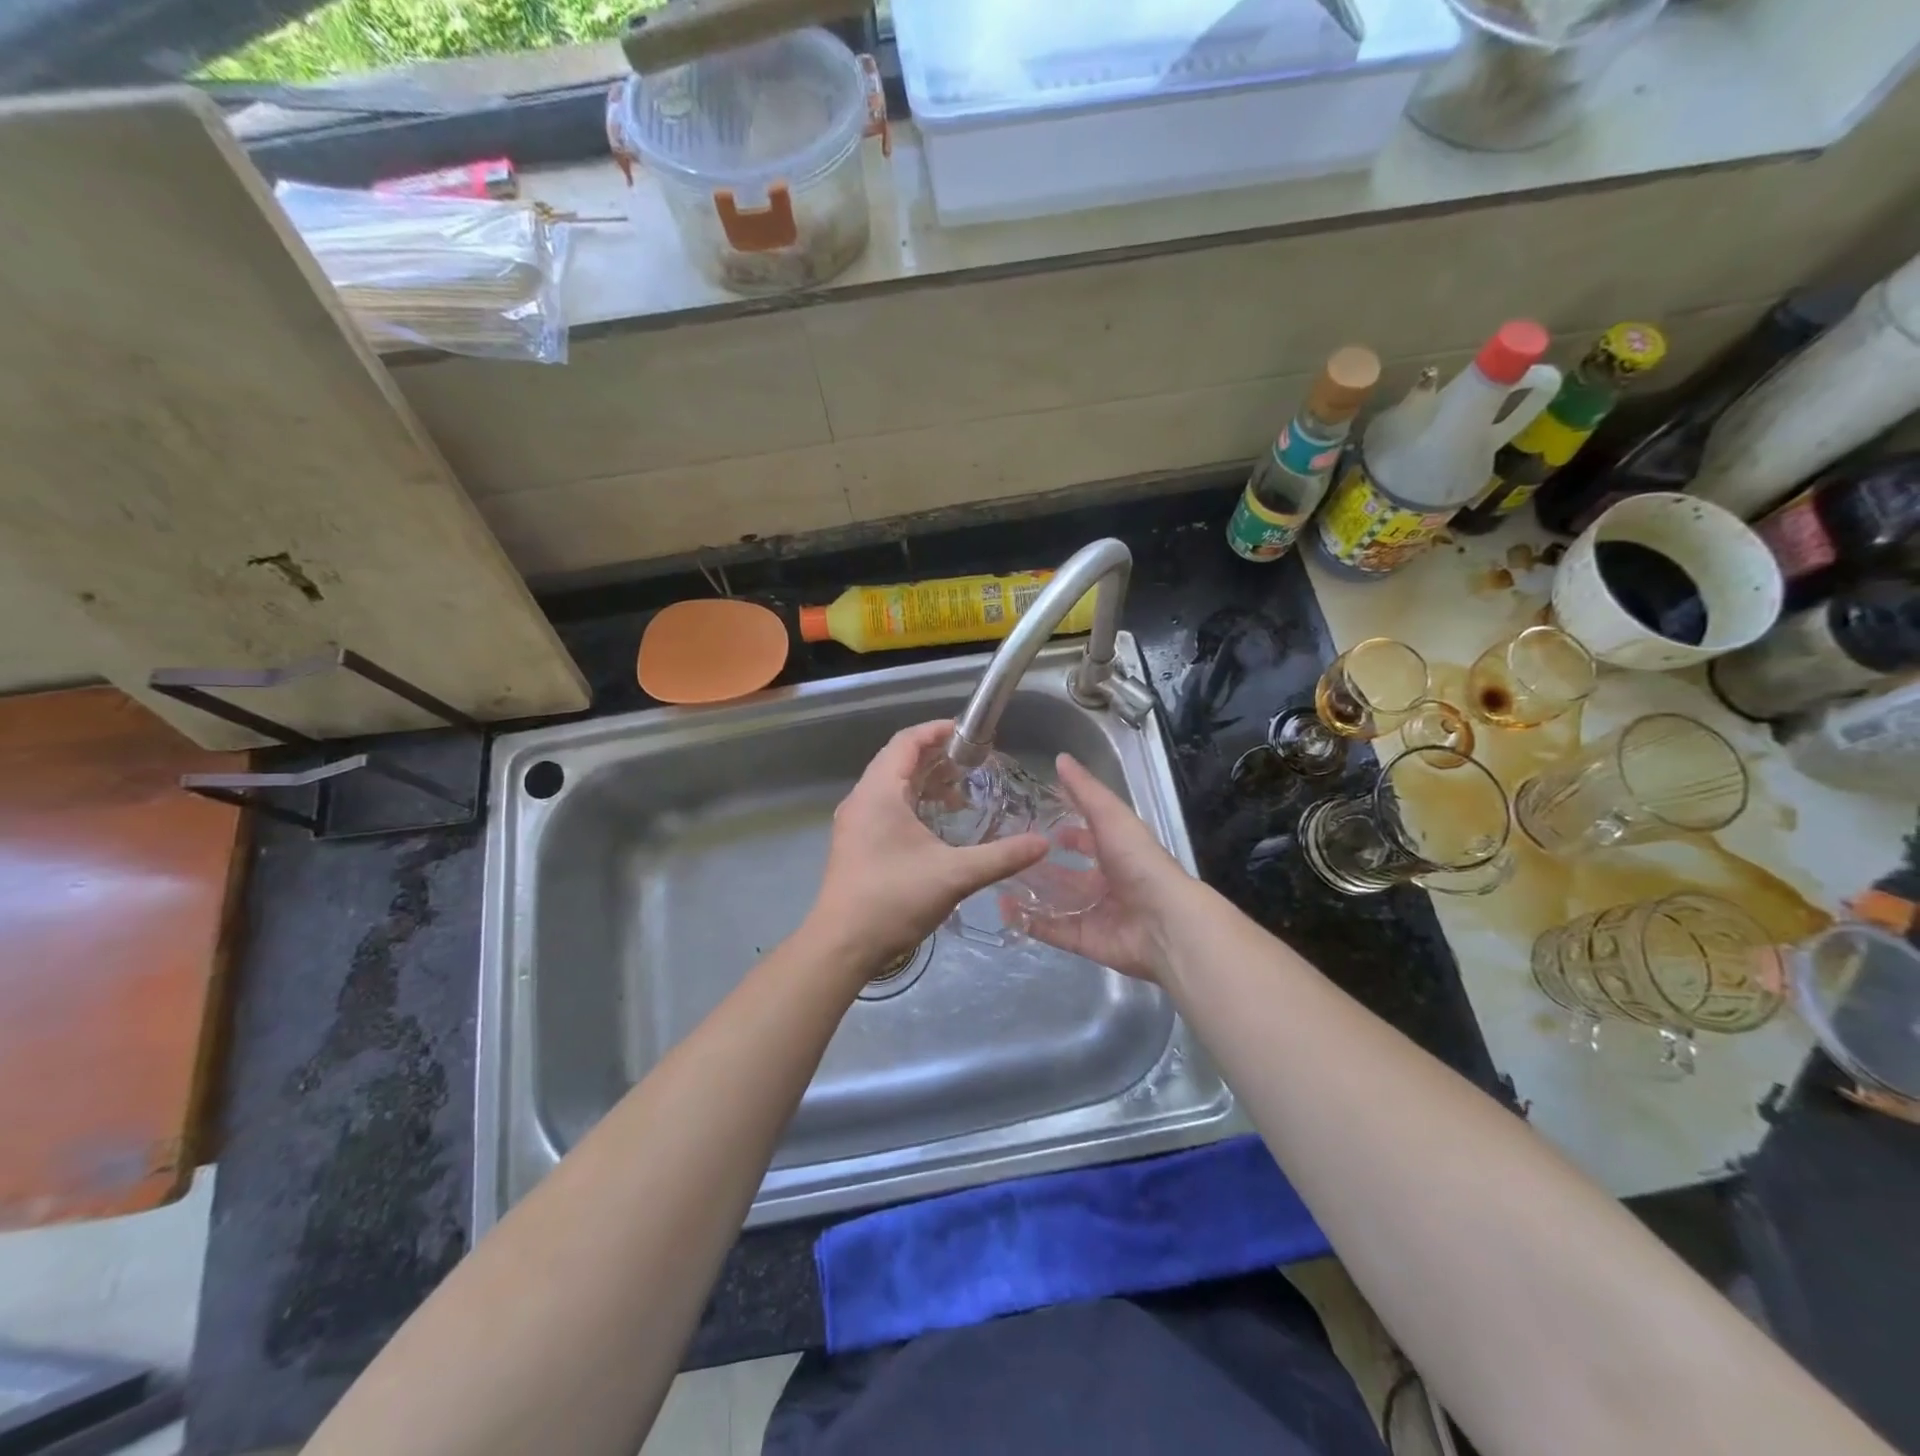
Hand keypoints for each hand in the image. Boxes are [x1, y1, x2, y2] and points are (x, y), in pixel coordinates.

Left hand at [806, 721, 1048, 983]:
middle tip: (974, 764)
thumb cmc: (894, 899)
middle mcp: (862, 799)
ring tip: (960, 795)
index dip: (938, 731)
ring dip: (924, 782)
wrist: (842, 945)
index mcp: (879, 792)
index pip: (907, 741)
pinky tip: (937, 825)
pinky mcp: (854, 843)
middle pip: (898, 760)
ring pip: (891, 785)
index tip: (971, 734)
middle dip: (936, 757)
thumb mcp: (954, 875)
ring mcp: (854, 822)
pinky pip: (885, 806)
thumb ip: (1001, 856)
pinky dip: (912, 803)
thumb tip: (1042, 843)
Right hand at [1013, 754, 1197, 982]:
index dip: (1065, 831)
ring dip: (1029, 891)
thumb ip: (1085, 791)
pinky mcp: (1083, 939)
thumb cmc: (1139, 862)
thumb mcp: (1111, 816)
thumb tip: (1060, 757)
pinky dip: (1027, 920)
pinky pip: (1050, 929)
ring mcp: (1093, 913)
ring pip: (1055, 901)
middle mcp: (1105, 883)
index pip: (1086, 839)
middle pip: (1066, 874)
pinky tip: (1002, 909)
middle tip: (1006, 854)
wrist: (1164, 922)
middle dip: (1040, 865)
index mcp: (1116, 853)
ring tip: (996, 878)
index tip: (1034, 822)